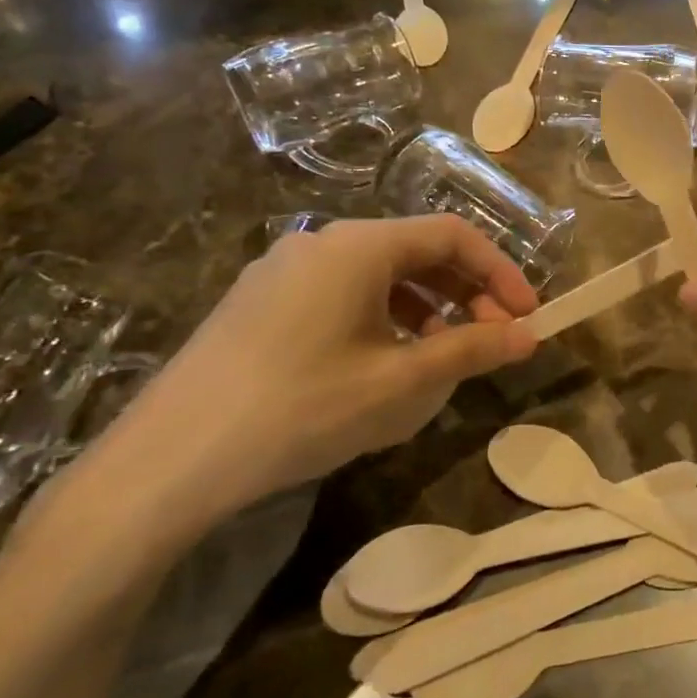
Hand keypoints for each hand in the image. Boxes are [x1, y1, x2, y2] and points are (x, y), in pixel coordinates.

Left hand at [65, 215, 539, 542]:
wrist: (169, 461)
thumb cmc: (301, 408)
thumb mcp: (399, 383)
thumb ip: (470, 350)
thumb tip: (528, 336)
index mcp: (358, 245)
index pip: (452, 236)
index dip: (500, 273)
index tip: (527, 317)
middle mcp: (321, 243)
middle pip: (415, 251)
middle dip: (465, 293)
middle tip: (492, 340)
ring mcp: (284, 271)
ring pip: (378, 276)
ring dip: (425, 309)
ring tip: (442, 358)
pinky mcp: (260, 303)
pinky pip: (342, 295)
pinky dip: (382, 319)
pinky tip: (382, 366)